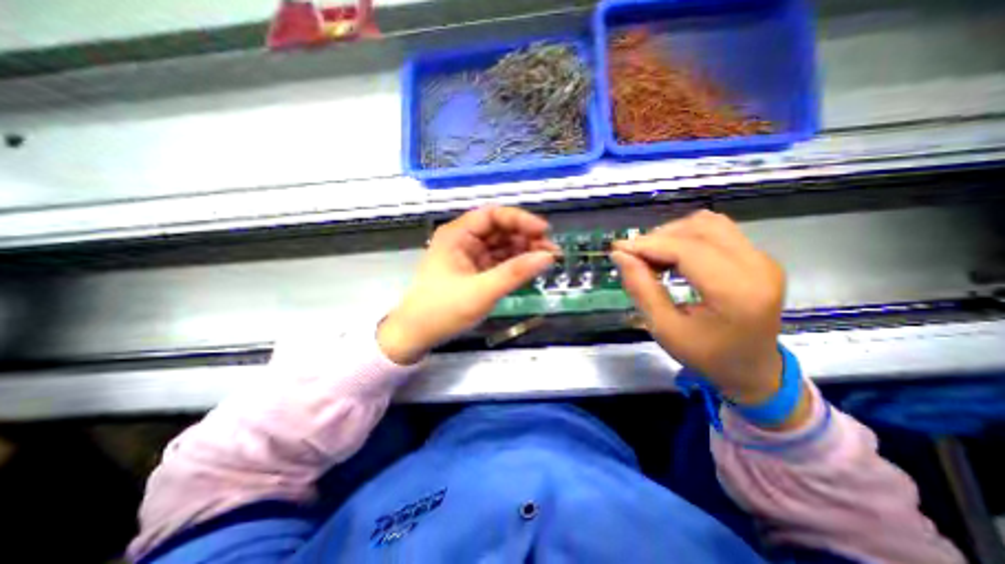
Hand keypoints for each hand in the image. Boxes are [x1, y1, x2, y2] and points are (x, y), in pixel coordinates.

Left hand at [377, 207, 556, 365]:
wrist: (417, 335)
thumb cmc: (443, 310)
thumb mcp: (481, 291)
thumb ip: (515, 273)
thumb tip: (548, 257)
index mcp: (457, 234)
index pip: (493, 215)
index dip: (520, 219)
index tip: (544, 231)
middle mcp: (463, 240)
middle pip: (499, 229)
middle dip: (525, 237)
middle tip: (550, 250)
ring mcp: (469, 256)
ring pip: (501, 245)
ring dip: (523, 250)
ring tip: (547, 260)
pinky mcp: (474, 271)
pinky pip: (498, 261)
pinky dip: (515, 263)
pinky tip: (530, 268)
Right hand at [607, 211, 796, 413]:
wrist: (754, 370)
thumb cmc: (706, 356)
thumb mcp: (665, 329)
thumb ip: (641, 289)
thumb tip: (620, 255)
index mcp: (737, 292)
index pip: (688, 250)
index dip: (648, 245)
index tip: (618, 249)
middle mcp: (757, 267)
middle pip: (700, 229)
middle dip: (659, 238)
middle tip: (634, 257)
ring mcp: (762, 259)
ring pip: (709, 223)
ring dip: (673, 233)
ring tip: (652, 255)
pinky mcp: (759, 257)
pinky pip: (718, 231)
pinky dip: (687, 236)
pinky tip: (672, 255)